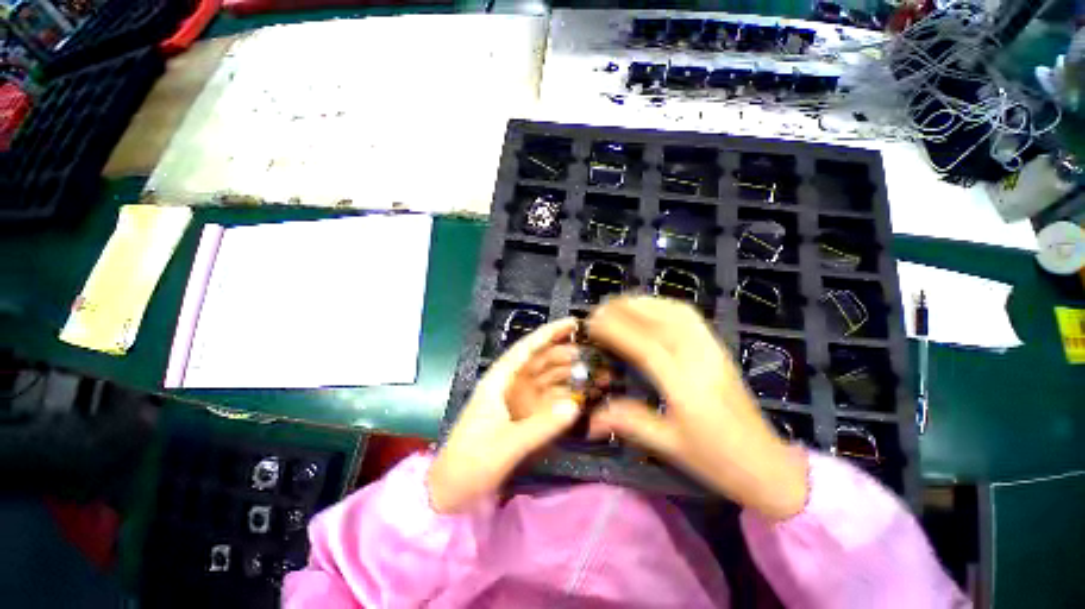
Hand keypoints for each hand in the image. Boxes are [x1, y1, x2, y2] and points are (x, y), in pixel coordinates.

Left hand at [428, 319, 581, 513]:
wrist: (453, 491)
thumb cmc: (472, 461)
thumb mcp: (506, 444)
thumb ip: (541, 425)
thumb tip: (575, 406)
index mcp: (500, 380)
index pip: (527, 348)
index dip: (549, 333)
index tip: (573, 323)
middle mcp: (511, 384)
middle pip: (541, 361)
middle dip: (566, 354)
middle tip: (595, 354)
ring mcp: (519, 400)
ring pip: (548, 378)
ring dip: (569, 375)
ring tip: (596, 374)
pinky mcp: (525, 415)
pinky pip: (549, 399)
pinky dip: (565, 396)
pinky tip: (583, 396)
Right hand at [586, 296, 807, 519]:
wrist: (767, 464)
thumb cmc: (716, 460)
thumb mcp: (669, 446)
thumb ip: (628, 422)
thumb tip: (590, 417)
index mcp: (685, 387)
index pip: (644, 346)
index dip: (614, 330)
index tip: (591, 323)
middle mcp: (700, 360)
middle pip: (659, 321)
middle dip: (624, 309)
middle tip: (598, 310)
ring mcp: (712, 349)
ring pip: (675, 312)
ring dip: (643, 302)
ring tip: (617, 305)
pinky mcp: (718, 347)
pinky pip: (689, 316)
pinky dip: (663, 305)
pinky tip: (648, 308)